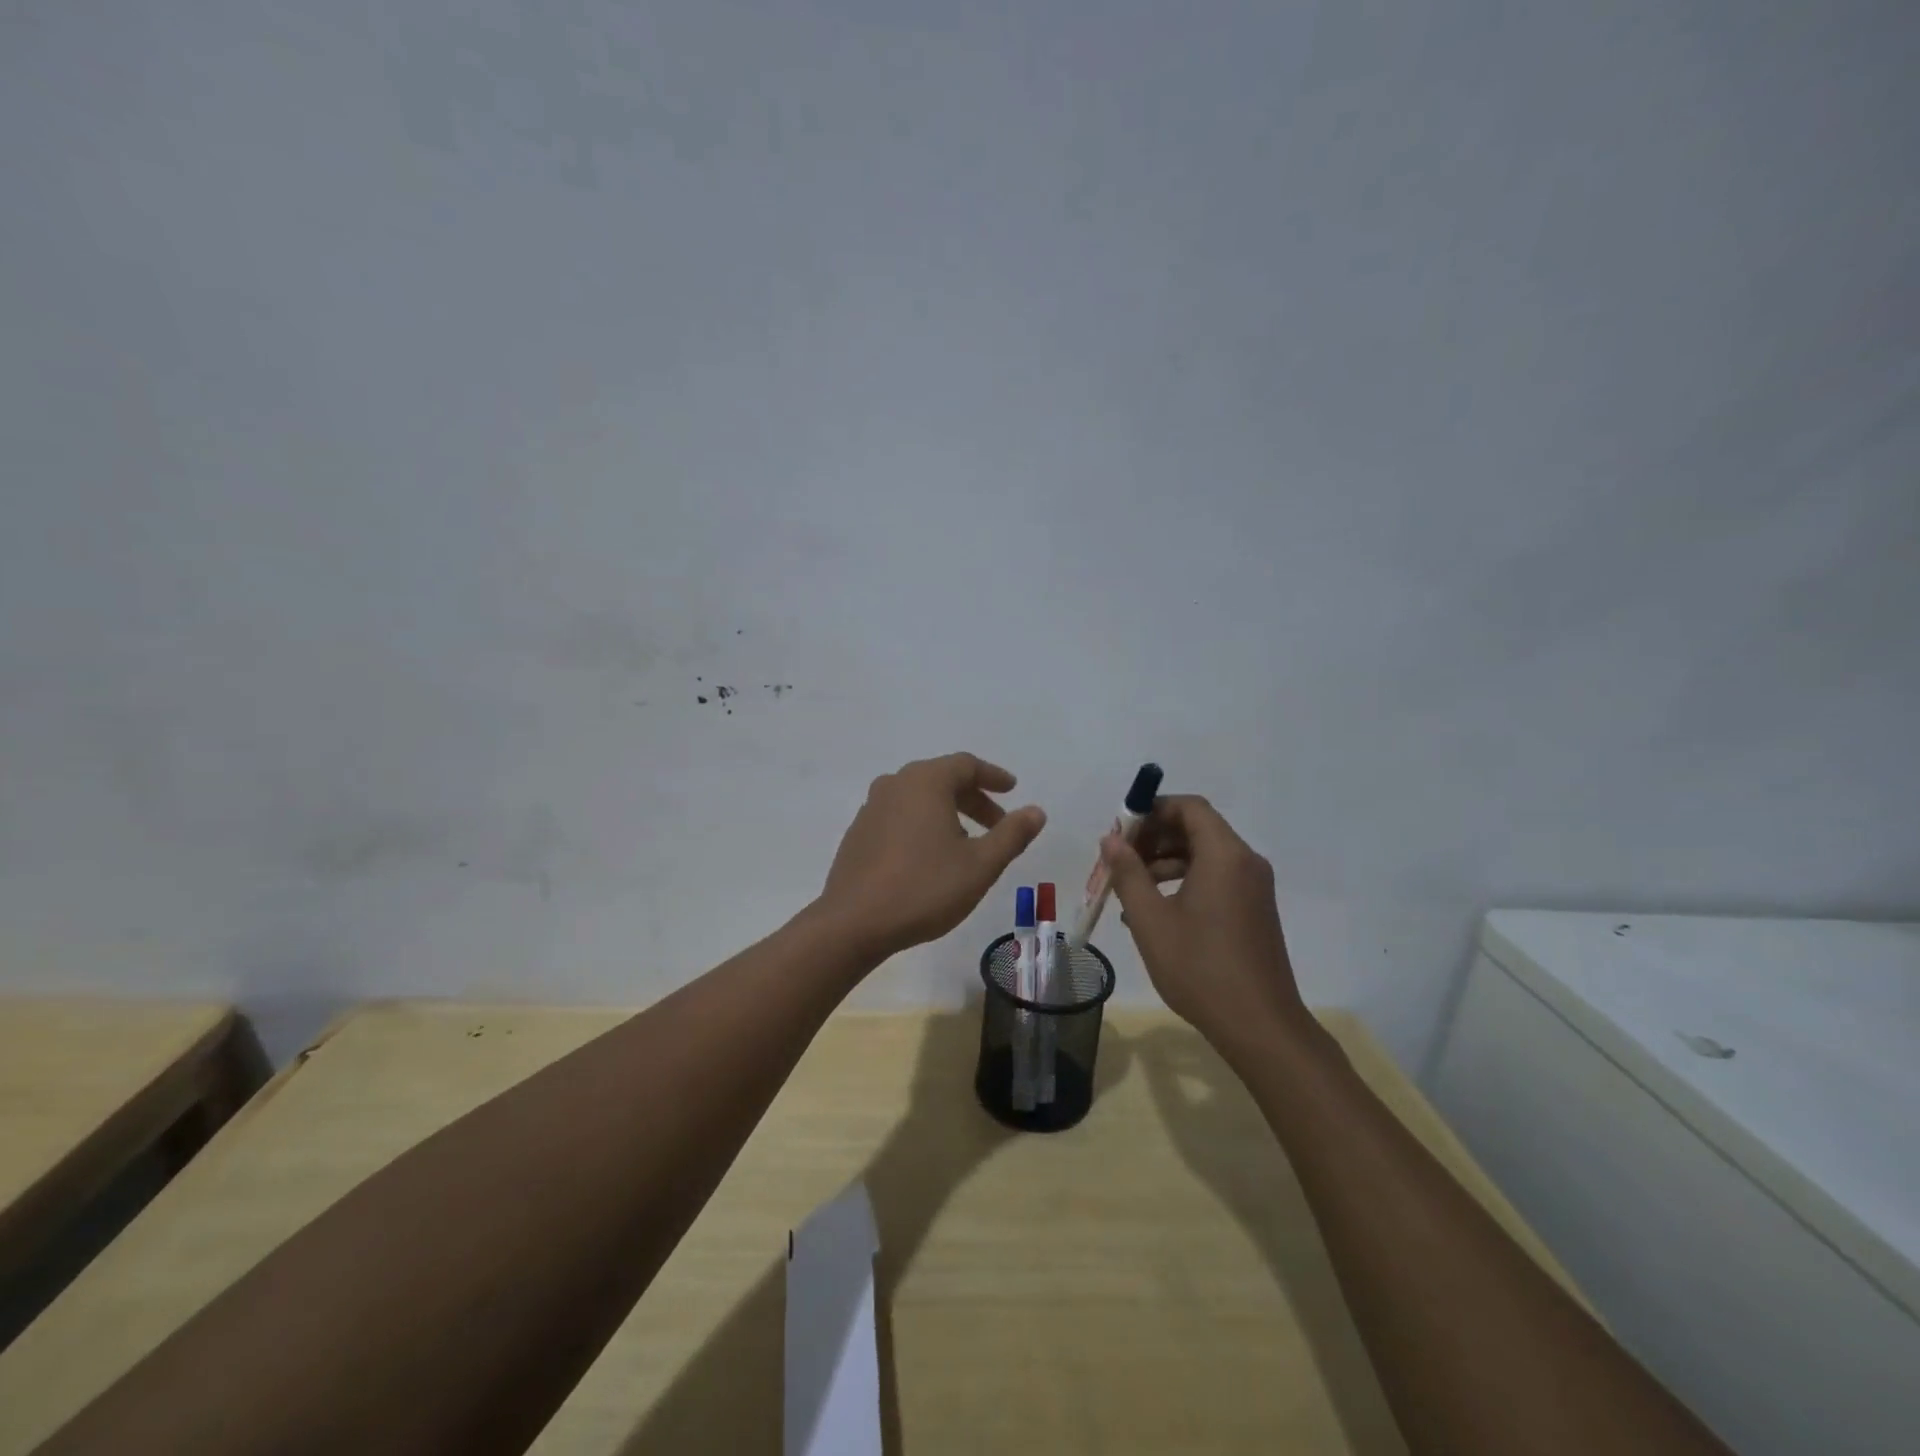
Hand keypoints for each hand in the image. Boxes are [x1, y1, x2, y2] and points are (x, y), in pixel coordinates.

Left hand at [820, 753, 1045, 959]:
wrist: (853, 923)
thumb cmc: (924, 888)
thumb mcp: (980, 865)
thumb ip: (1011, 834)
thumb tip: (1036, 811)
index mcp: (925, 782)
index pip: (966, 764)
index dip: (993, 776)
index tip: (1012, 790)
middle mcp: (895, 784)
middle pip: (941, 779)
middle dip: (973, 799)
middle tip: (997, 825)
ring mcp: (871, 808)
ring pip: (918, 798)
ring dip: (947, 813)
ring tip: (967, 843)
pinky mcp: (858, 833)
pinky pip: (899, 816)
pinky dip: (922, 825)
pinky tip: (930, 857)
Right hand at [1100, 795, 1309, 1050]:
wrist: (1260, 1026)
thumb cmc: (1200, 968)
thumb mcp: (1151, 920)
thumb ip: (1128, 873)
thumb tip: (1111, 839)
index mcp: (1224, 855)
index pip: (1189, 807)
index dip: (1152, 810)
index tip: (1121, 831)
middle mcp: (1245, 862)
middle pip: (1197, 828)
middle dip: (1155, 837)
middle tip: (1120, 859)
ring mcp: (1254, 887)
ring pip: (1205, 855)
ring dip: (1166, 861)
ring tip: (1131, 888)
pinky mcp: (1255, 910)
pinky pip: (1217, 878)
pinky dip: (1185, 881)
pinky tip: (1156, 910)